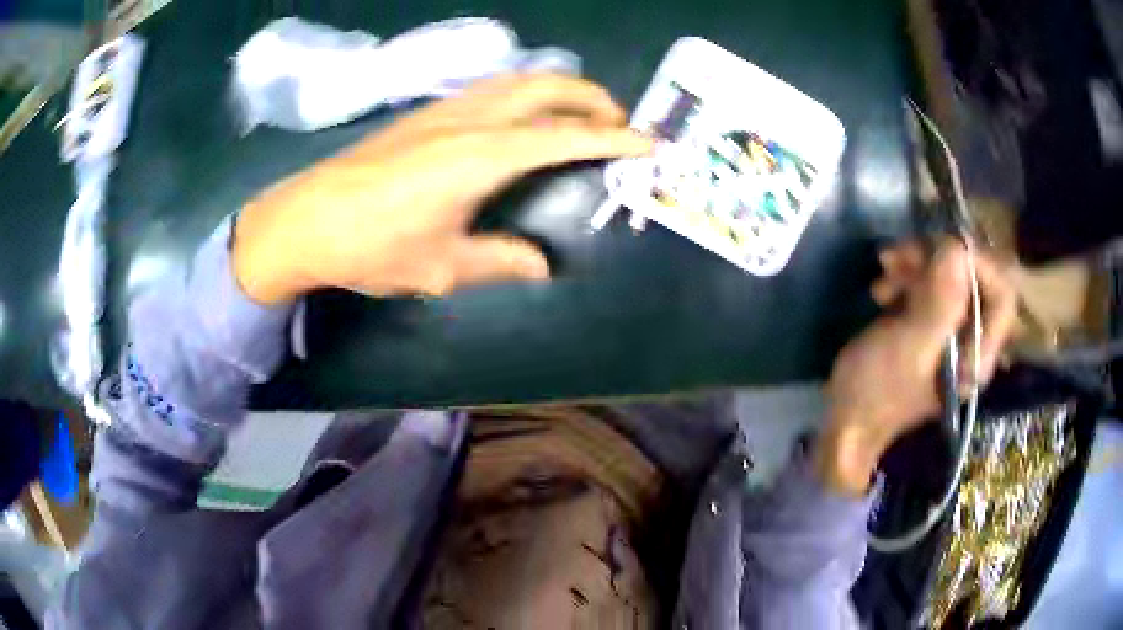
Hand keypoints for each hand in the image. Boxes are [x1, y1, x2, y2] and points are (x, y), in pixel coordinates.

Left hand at [232, 74, 652, 303]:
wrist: (305, 218)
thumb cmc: (371, 247)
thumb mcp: (440, 267)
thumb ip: (499, 261)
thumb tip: (541, 265)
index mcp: (481, 156)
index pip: (565, 137)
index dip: (613, 138)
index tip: (649, 143)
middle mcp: (470, 119)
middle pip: (547, 87)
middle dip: (593, 99)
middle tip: (619, 124)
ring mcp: (446, 108)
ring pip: (520, 79)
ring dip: (560, 89)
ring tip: (581, 114)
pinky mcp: (427, 111)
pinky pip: (494, 87)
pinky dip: (527, 92)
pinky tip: (526, 115)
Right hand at [814, 238, 1016, 495]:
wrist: (847, 421)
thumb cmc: (877, 391)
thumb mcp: (908, 347)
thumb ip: (939, 303)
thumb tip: (958, 249)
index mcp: (978, 354)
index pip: (1001, 295)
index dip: (977, 264)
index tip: (937, 249)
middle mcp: (972, 340)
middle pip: (974, 278)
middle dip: (939, 259)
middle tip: (900, 255)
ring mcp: (951, 331)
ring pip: (949, 275)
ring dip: (918, 263)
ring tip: (885, 269)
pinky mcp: (930, 324)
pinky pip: (930, 285)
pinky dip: (907, 275)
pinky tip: (883, 285)